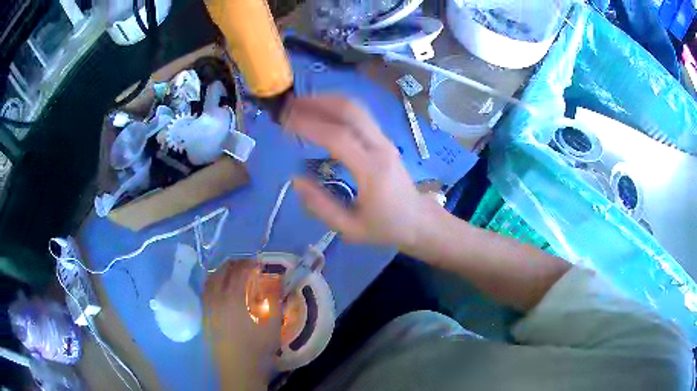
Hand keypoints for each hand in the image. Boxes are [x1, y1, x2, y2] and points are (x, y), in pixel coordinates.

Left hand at [203, 260, 281, 389]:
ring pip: (211, 279)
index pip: (240, 271)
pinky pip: (206, 290)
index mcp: (234, 298)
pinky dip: (213, 282)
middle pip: (222, 271)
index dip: (250, 264)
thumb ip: (273, 299)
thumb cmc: (258, 348)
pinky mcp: (204, 315)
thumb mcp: (272, 323)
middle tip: (247, 266)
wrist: (239, 369)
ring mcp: (207, 306)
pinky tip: (221, 288)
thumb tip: (273, 281)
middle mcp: (216, 297)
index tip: (259, 264)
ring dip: (223, 272)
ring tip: (233, 273)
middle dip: (236, 264)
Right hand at [281, 95, 431, 248]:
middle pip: (350, 111)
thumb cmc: (385, 227)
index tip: (285, 124)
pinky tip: (321, 109)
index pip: (338, 137)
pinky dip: (338, 107)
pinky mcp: (384, 139)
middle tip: (289, 105)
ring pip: (357, 108)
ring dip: (327, 100)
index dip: (309, 126)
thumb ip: (321, 206)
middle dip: (317, 103)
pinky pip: (360, 115)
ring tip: (300, 103)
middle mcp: (380, 147)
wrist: (418, 220)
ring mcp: (385, 140)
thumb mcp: (351, 228)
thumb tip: (295, 180)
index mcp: (372, 170)